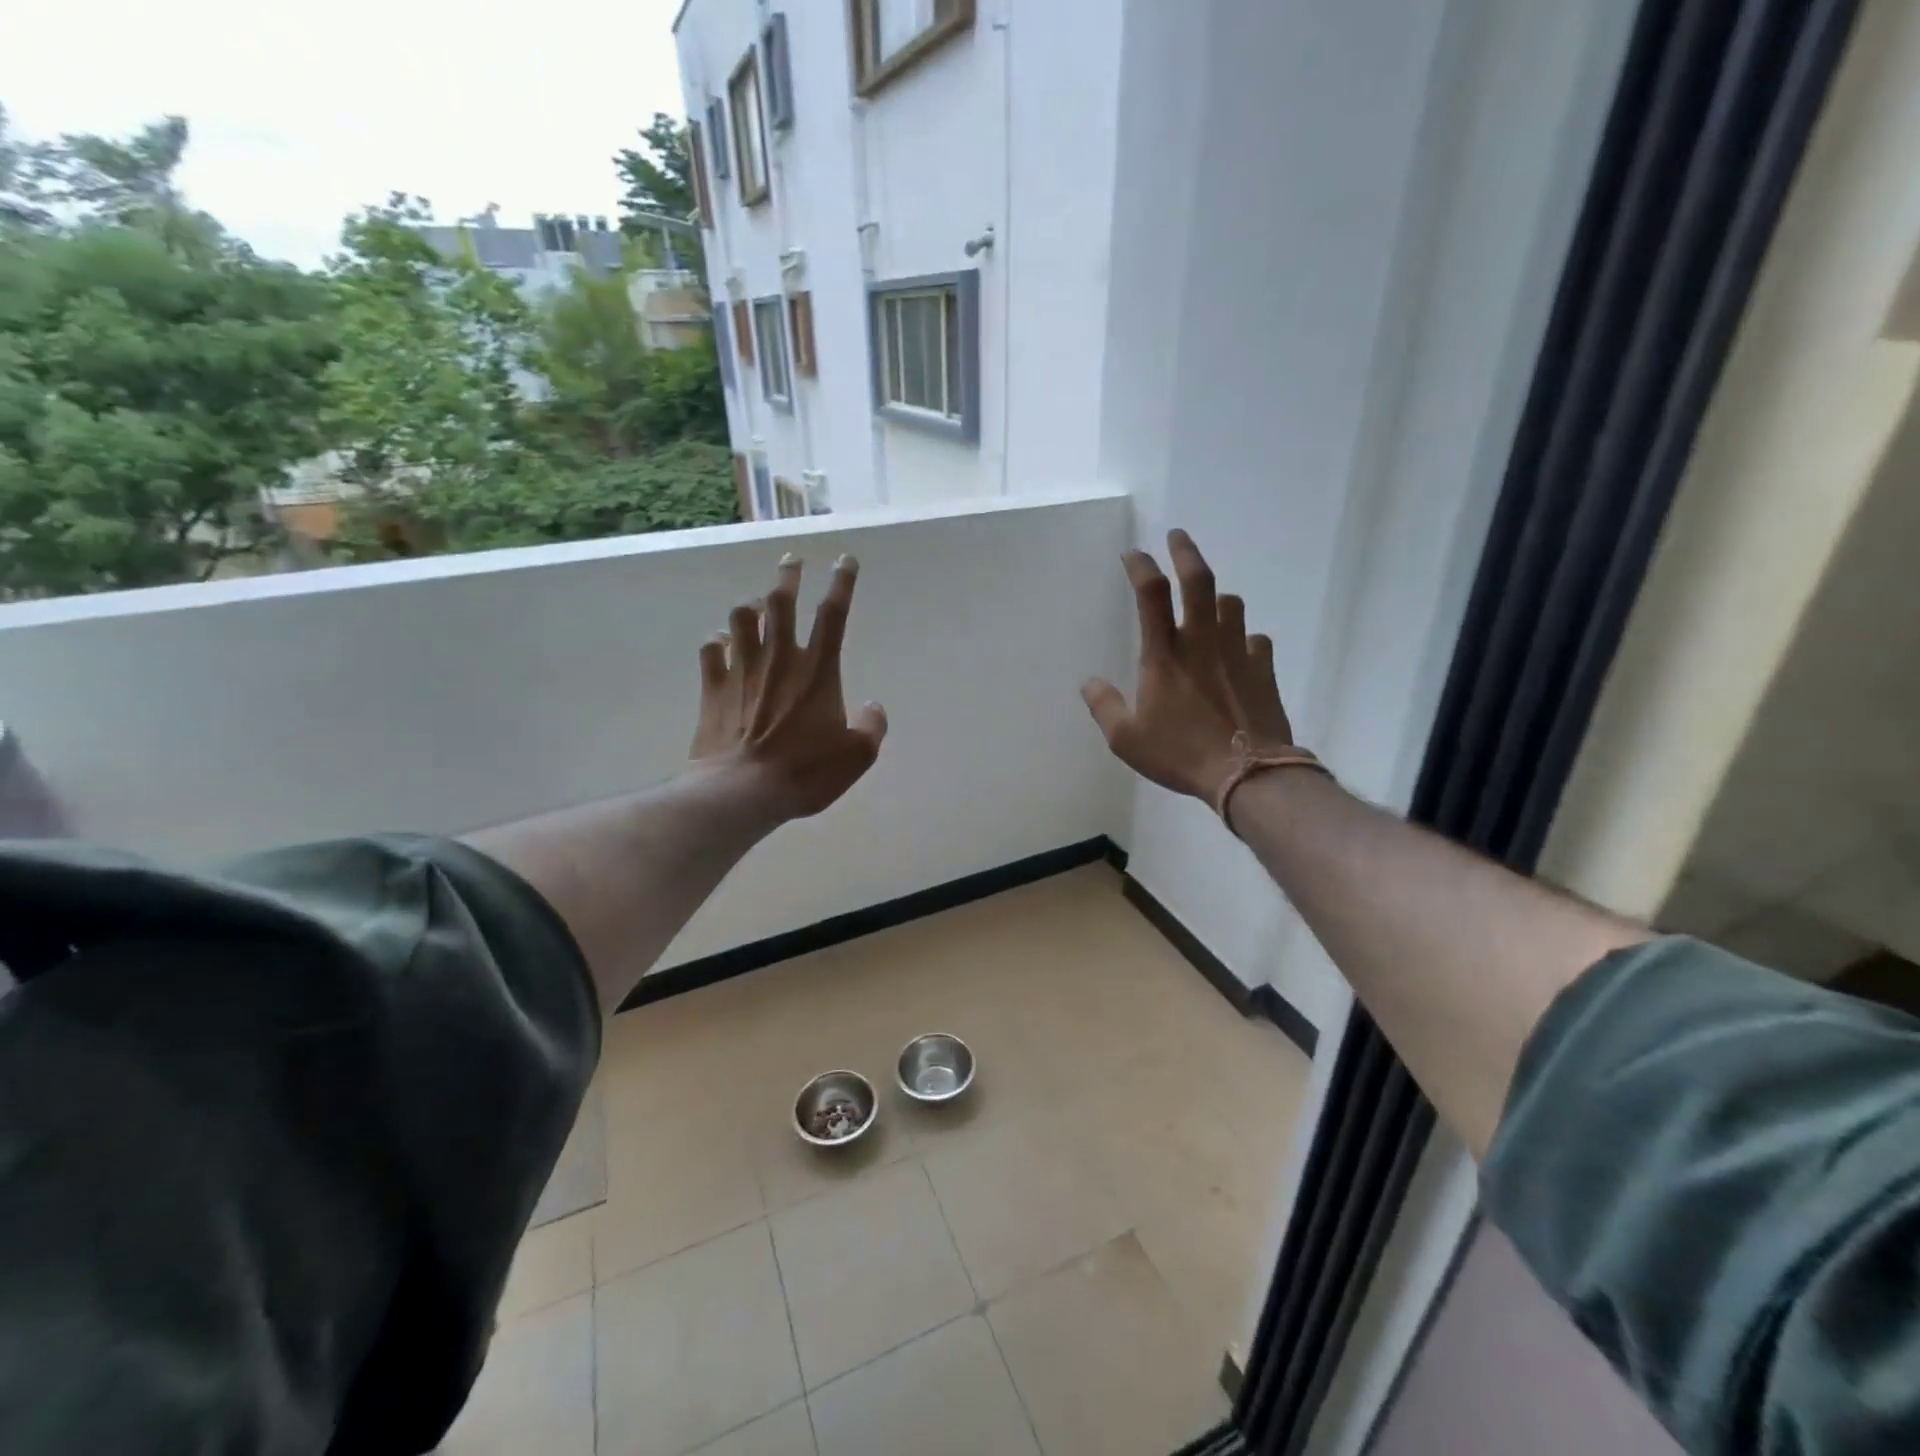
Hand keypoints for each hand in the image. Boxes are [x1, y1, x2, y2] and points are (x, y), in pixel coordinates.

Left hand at [690, 551, 887, 822]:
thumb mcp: (857, 757)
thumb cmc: (805, 772)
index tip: (844, 559)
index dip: (842, 582)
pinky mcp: (713, 687)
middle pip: (781, 601)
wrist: (741, 791)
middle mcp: (779, 659)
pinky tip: (722, 642)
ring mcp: (742, 669)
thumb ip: (872, 727)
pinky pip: (711, 649)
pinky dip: (718, 641)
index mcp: (817, 671)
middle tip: (791, 561)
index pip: (833, 614)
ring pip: (742, 617)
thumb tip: (873, 707)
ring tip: (758, 605)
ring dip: (752, 605)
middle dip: (788, 576)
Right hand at [1080, 530, 1293, 806]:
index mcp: (1164, 655)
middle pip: (1199, 581)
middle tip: (1178, 535)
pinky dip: (1245, 638)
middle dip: (1186, 551)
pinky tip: (1240, 650)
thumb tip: (1088, 683)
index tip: (1132, 553)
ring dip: (1218, 597)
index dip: (1140, 567)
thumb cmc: (1180, 754)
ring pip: (1232, 605)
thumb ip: (1104, 707)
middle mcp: (1202, 642)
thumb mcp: (1126, 739)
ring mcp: (1238, 652)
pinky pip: (1256, 640)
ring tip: (1210, 602)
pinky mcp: (1264, 669)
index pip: (1151, 594)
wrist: (1247, 773)